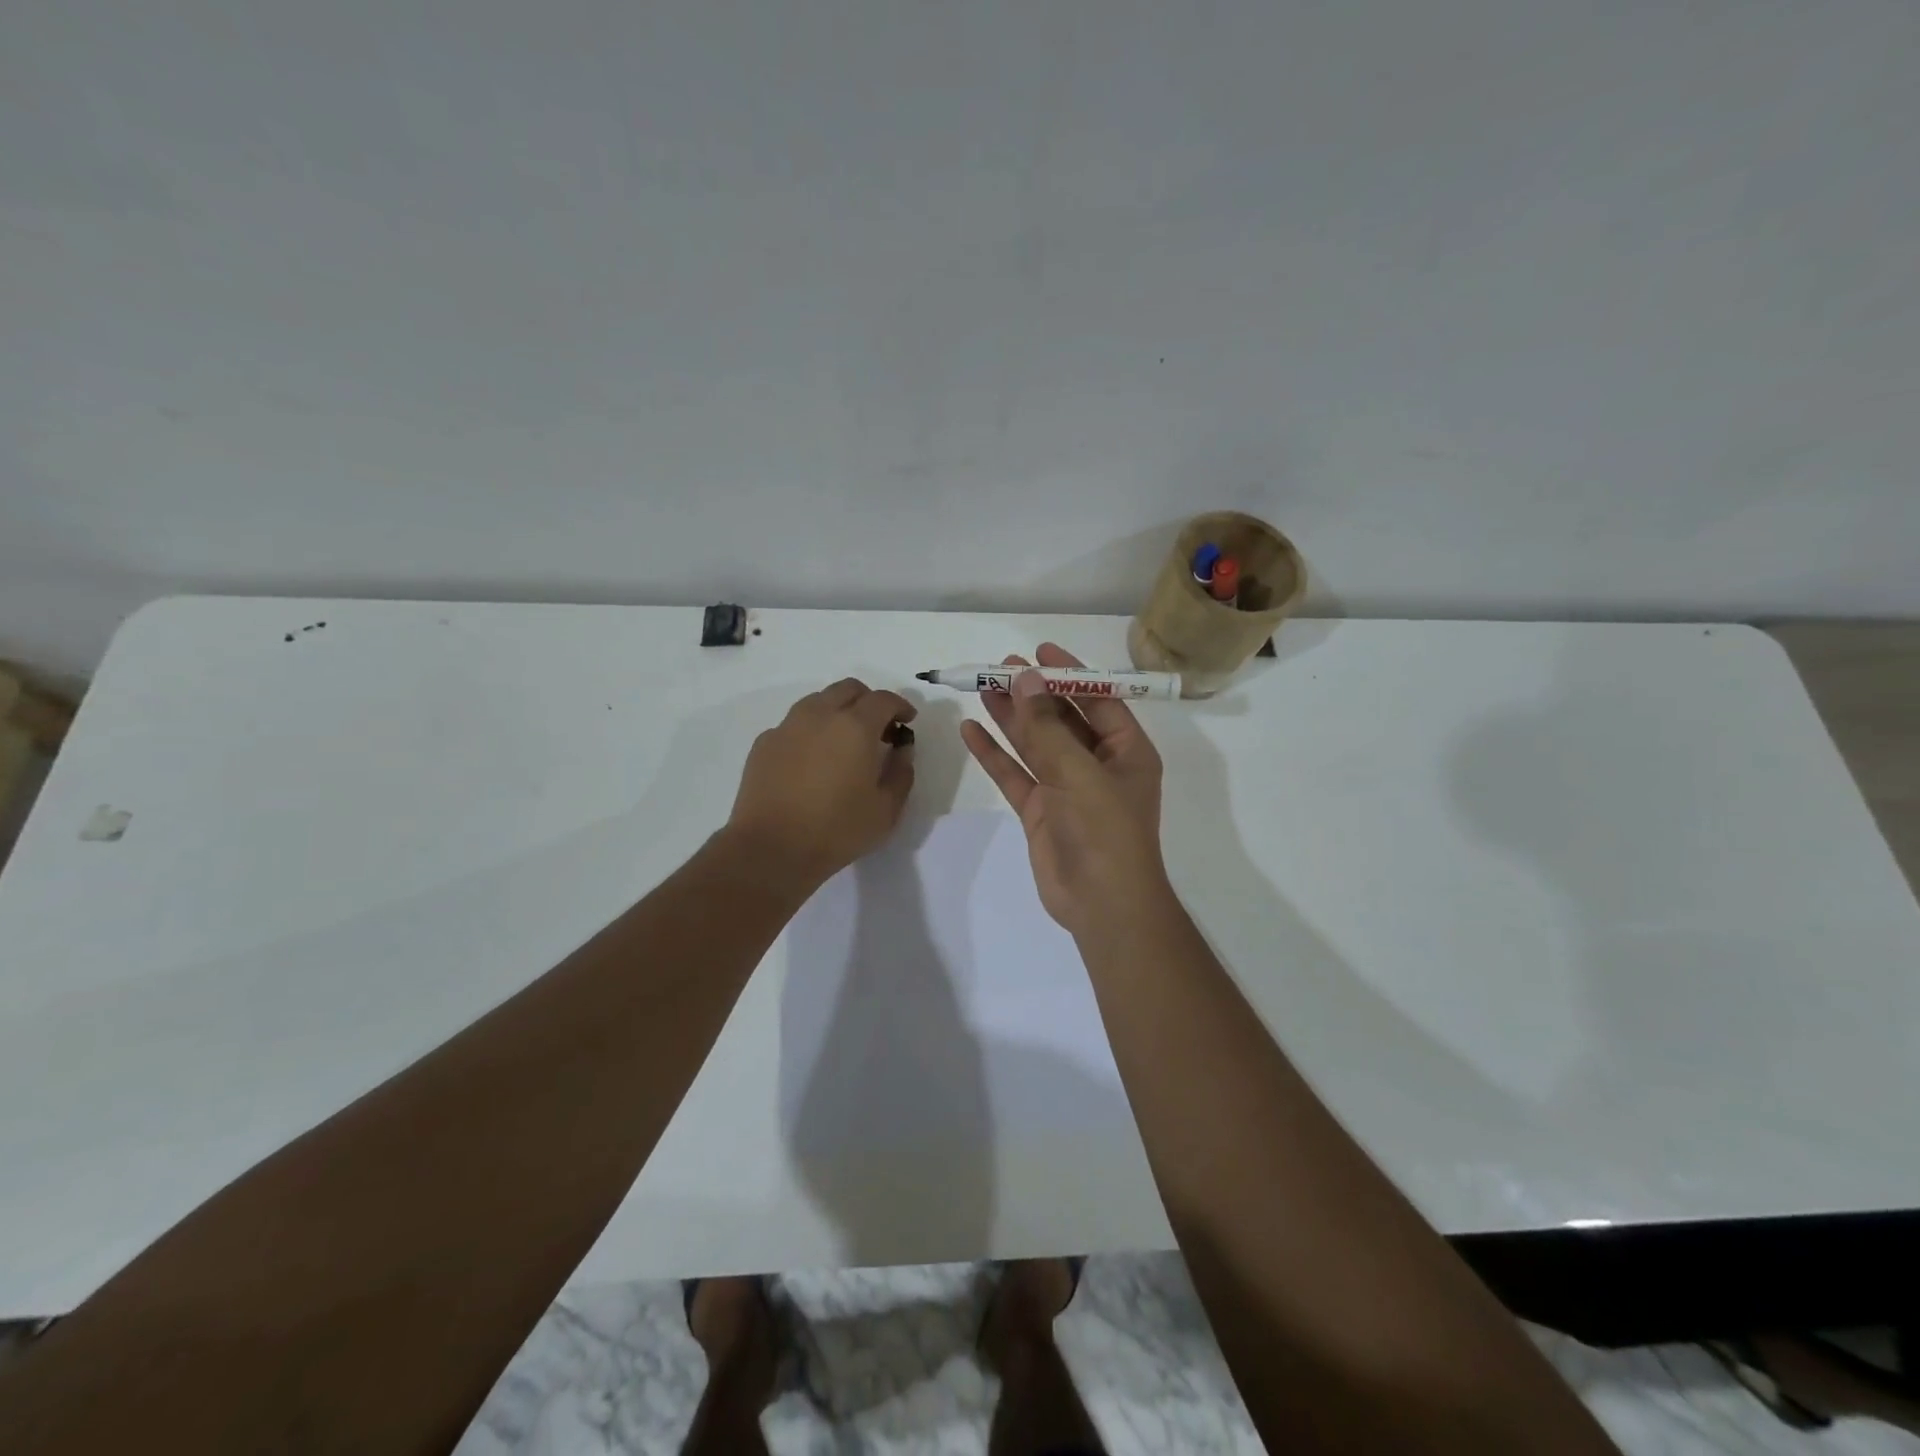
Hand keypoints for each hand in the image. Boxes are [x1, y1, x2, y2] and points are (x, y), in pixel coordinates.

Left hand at [727, 678, 916, 886]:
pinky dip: (811, 731)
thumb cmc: (836, 830)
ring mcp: (787, 726)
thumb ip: (901, 772)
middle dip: (869, 701)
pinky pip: (794, 724)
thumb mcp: (886, 809)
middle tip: (878, 729)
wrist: (770, 849)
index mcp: (855, 726)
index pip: (883, 699)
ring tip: (844, 741)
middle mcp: (819, 715)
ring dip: (838, 711)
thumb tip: (901, 749)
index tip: (907, 722)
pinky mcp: (764, 743)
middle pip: (848, 689)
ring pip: (818, 701)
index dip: (900, 706)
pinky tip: (812, 760)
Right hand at [960, 643, 1169, 937]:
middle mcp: (1097, 765)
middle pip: (1062, 719)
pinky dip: (995, 754)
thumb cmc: (1105, 831)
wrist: (1101, 905)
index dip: (1069, 674)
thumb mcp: (1078, 772)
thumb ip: (1048, 727)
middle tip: (1001, 668)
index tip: (1040, 651)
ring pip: (1035, 744)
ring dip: (1011, 717)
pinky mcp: (1041, 811)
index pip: (1098, 700)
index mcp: (1126, 751)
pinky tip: (972, 730)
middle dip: (1034, 693)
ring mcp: (1067, 788)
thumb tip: (1026, 680)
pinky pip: (1015, 774)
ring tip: (982, 688)